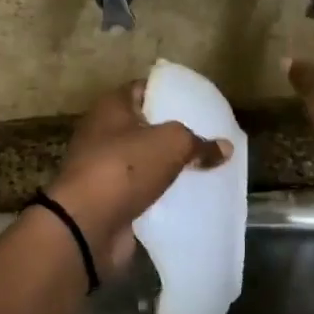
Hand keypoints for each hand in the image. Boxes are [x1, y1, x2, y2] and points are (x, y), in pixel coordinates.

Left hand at [47, 81, 232, 273]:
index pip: (143, 89)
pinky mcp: (109, 199)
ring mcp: (104, 168)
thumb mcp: (171, 143)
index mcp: (111, 107)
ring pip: (145, 161)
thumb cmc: (125, 166)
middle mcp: (103, 132)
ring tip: (206, 167)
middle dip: (174, 132)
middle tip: (208, 136)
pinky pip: (142, 190)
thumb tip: (226, 147)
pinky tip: (189, 196)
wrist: (87, 225)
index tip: (198, 102)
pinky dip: (162, 194)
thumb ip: (199, 142)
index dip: (169, 92)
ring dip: (169, 166)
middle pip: (145, 126)